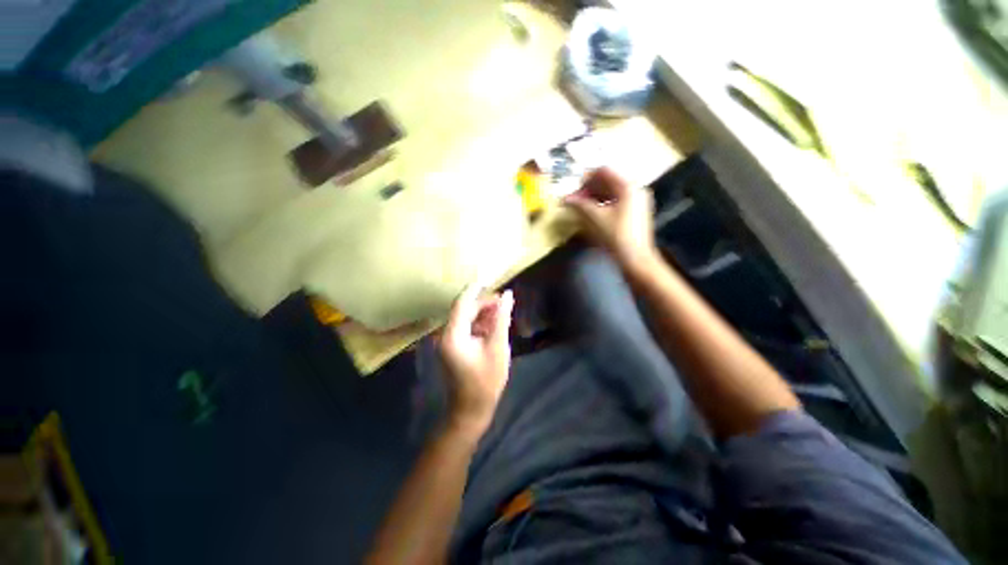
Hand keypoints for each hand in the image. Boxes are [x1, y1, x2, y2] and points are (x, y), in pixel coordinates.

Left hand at [438, 286, 514, 435]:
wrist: (472, 409)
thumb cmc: (486, 381)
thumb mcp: (497, 347)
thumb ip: (501, 319)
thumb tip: (507, 295)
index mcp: (453, 335)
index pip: (462, 302)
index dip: (476, 288)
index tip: (490, 277)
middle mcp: (446, 335)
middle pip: (465, 309)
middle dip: (484, 303)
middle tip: (505, 302)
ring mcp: (449, 341)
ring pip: (467, 318)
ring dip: (484, 313)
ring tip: (502, 313)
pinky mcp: (454, 346)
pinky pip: (467, 328)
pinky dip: (480, 324)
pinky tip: (494, 326)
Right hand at [563, 168, 660, 275]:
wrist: (635, 258)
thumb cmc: (615, 235)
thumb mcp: (595, 217)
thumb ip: (580, 204)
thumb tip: (565, 198)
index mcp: (628, 186)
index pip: (604, 171)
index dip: (586, 178)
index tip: (574, 190)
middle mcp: (636, 188)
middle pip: (608, 181)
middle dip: (589, 189)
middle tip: (575, 200)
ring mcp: (638, 200)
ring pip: (612, 191)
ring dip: (595, 196)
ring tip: (581, 207)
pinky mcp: (636, 212)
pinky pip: (617, 201)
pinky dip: (604, 203)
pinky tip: (593, 213)